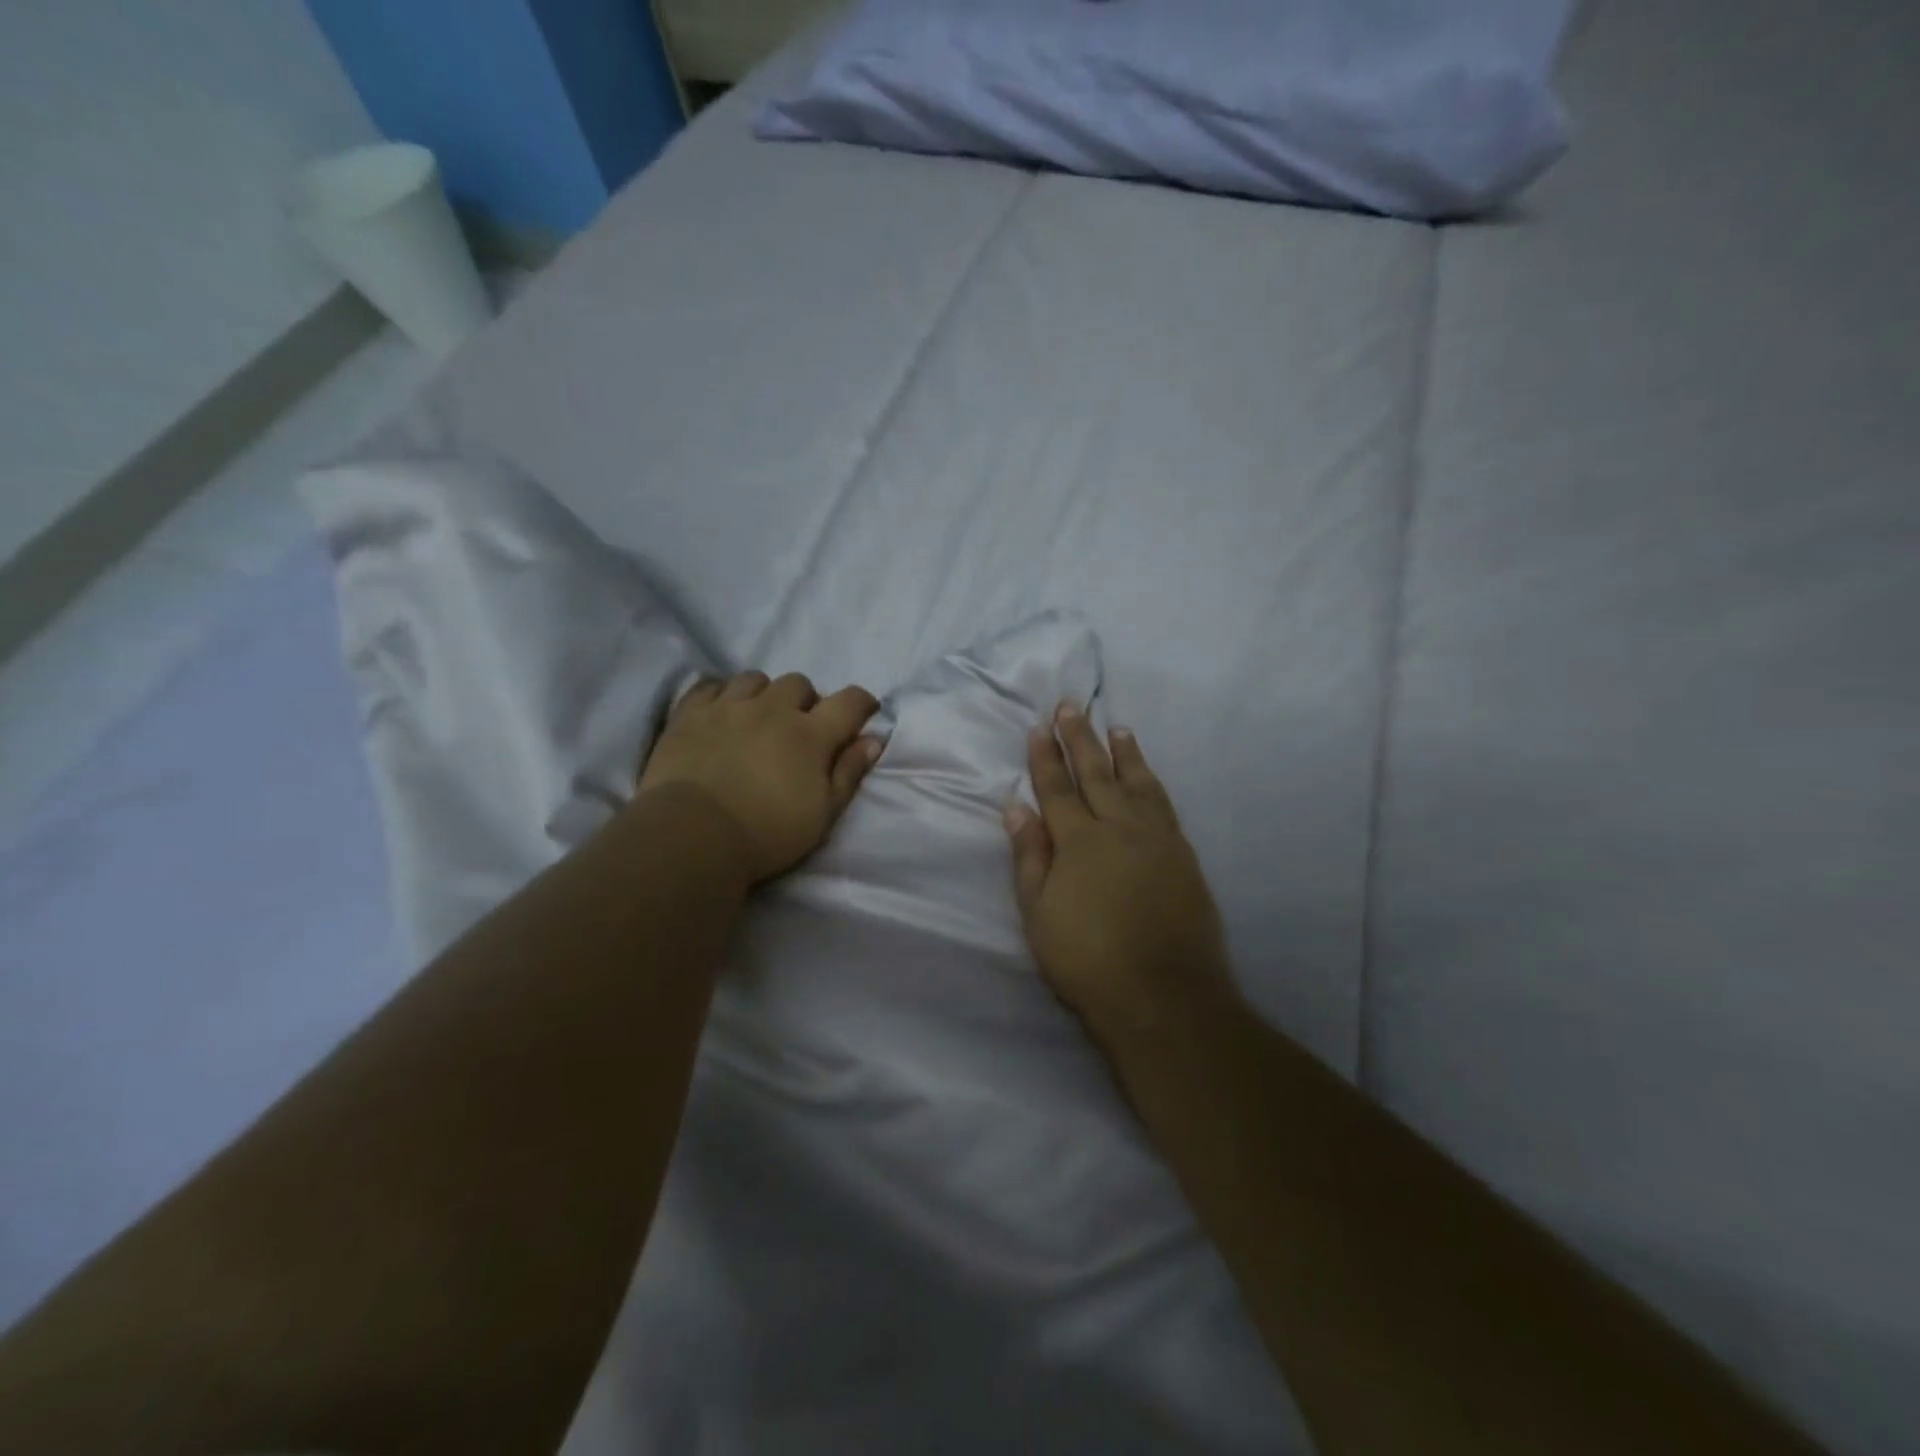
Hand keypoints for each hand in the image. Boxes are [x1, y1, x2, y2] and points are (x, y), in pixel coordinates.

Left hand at [638, 672, 883, 883]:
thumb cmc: (767, 832)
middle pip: (799, 683)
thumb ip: (849, 773)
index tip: (863, 715)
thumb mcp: (823, 813)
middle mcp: (772, 709)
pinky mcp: (690, 713)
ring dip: (764, 694)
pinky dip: (721, 694)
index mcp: (810, 734)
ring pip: (755, 679)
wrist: (693, 835)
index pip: (849, 701)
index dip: (862, 703)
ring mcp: (728, 706)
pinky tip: (721, 712)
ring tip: (757, 717)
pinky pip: (710, 685)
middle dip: (806, 700)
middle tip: (800, 727)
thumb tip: (873, 740)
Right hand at [1005, 704, 1239, 1045]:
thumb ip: (1030, 855)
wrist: (1163, 995)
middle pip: (1097, 773)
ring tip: (1117, 727)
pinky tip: (1149, 778)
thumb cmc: (1087, 959)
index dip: (1045, 757)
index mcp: (1079, 840)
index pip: (1057, 788)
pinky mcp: (1183, 856)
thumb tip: (1016, 807)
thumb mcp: (1039, 912)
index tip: (1039, 728)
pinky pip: (1165, 805)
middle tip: (1072, 706)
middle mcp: (1120, 827)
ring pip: (1138, 783)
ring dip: (1124, 753)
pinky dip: (1153, 783)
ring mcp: (1157, 839)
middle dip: (1081, 738)